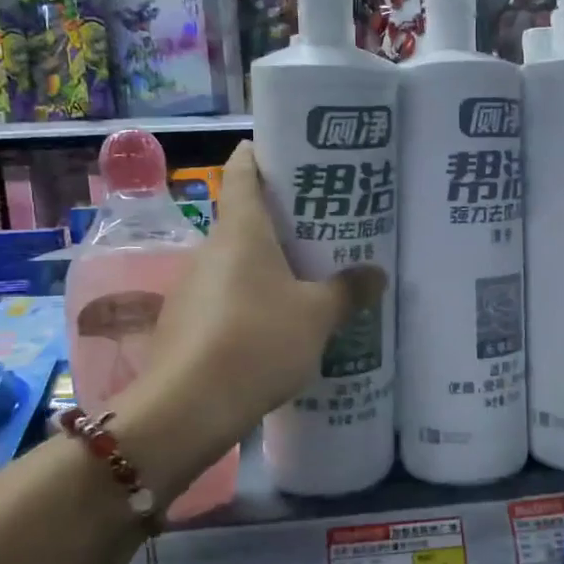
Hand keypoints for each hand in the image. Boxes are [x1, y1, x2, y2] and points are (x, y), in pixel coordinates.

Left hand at [143, 140, 382, 497]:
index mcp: (241, 230)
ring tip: (312, 279)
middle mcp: (211, 249)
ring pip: (238, 262)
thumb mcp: (316, 316)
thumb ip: (348, 291)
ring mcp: (193, 287)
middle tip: (327, 228)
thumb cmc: (258, 341)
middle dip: (284, 221)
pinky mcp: (187, 323)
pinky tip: (280, 326)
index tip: (295, 155)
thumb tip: (376, 274)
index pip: (244, 170)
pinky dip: (253, 300)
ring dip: (270, 266)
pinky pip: (228, 297)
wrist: (188, 408)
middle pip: (246, 218)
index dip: (265, 154)